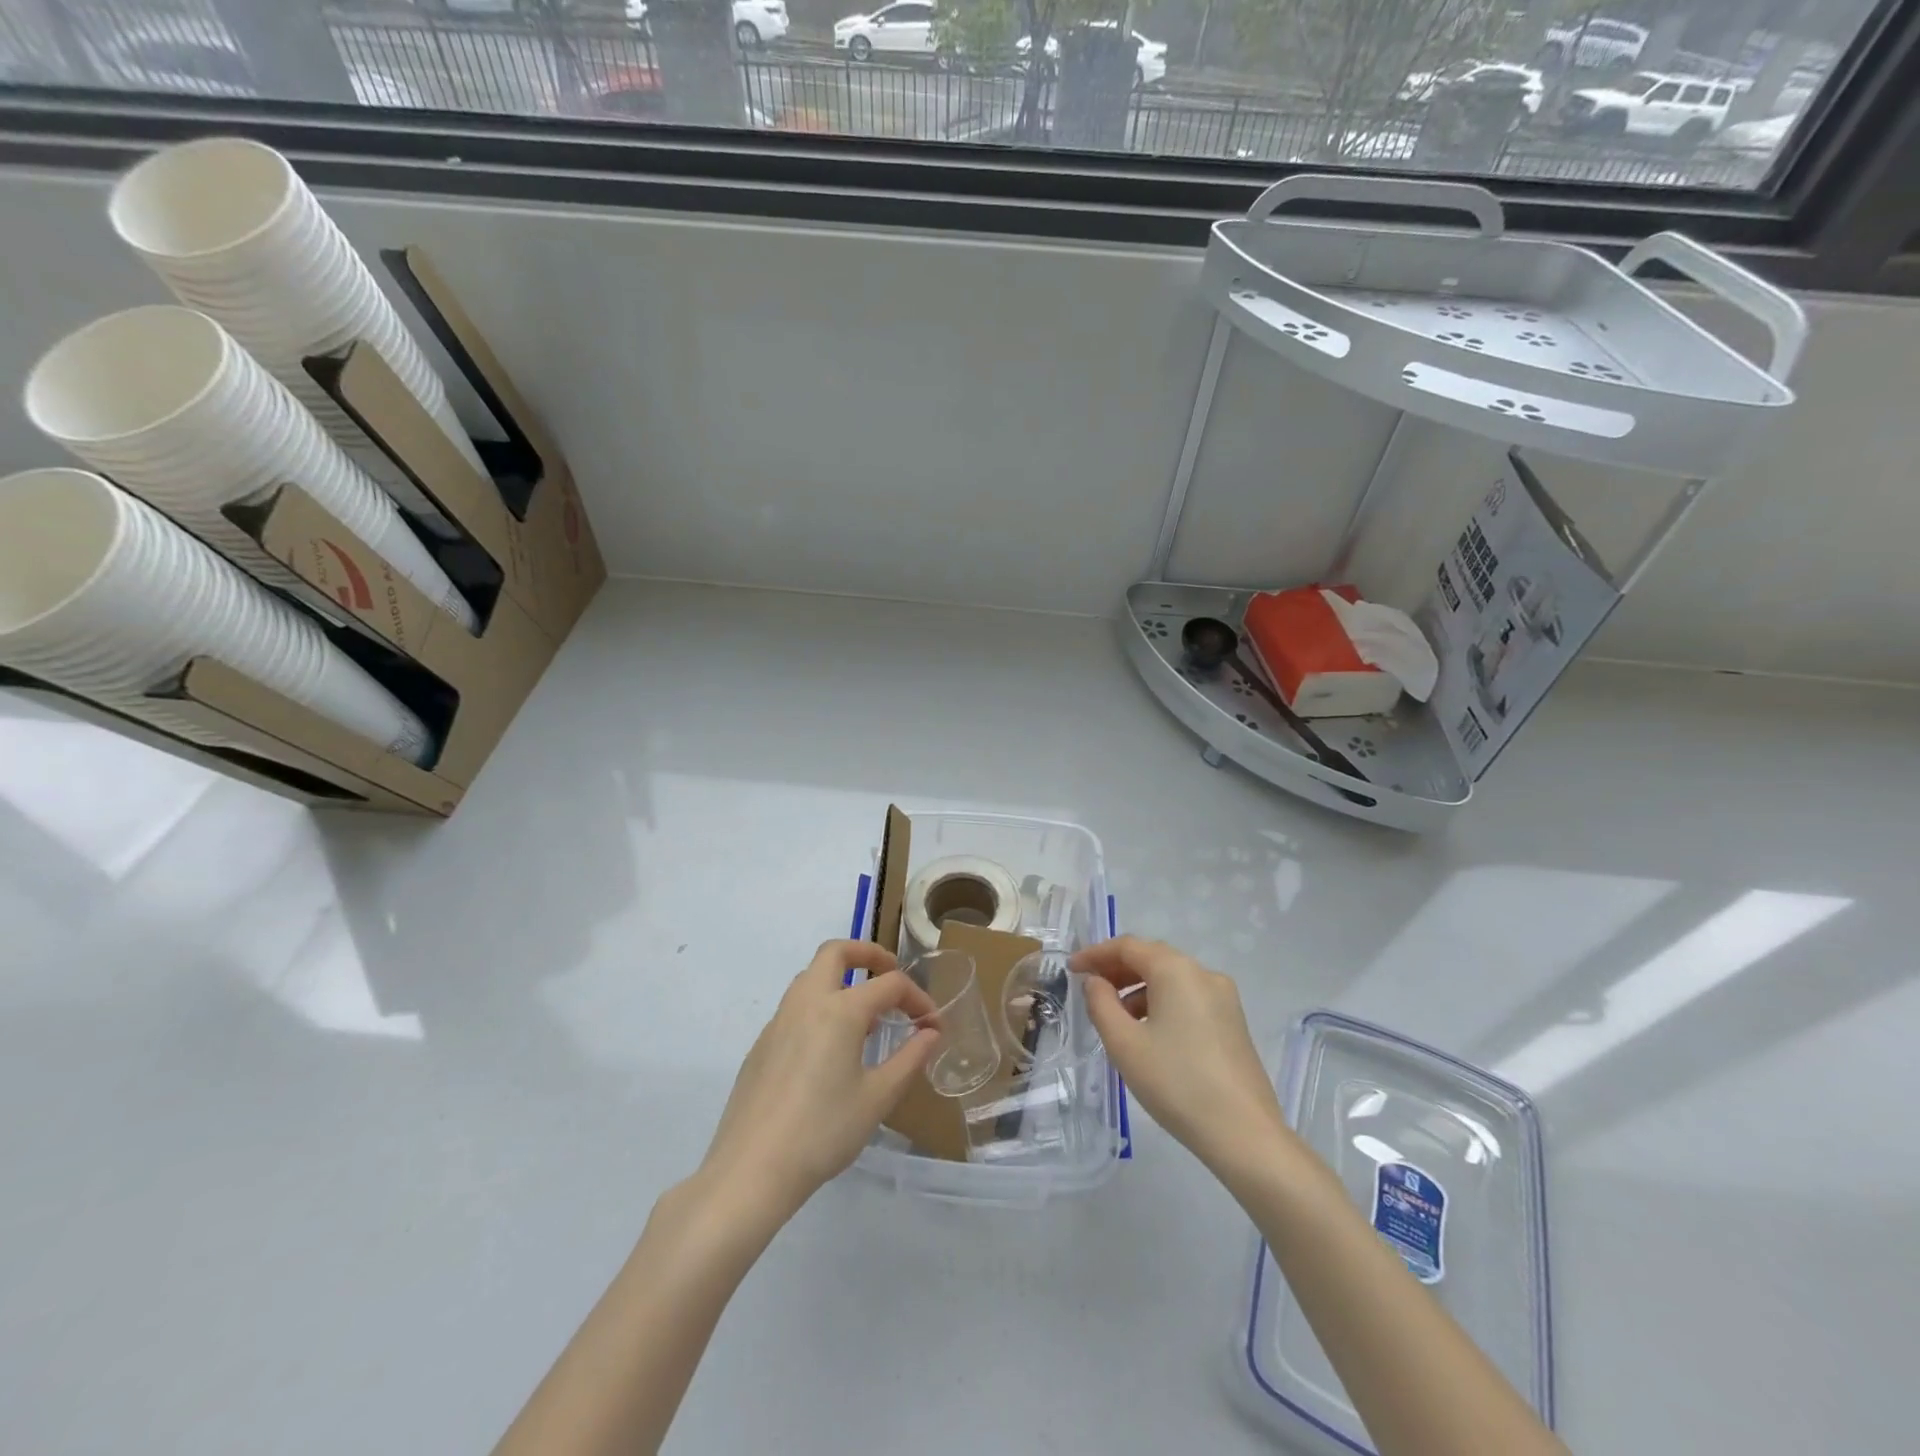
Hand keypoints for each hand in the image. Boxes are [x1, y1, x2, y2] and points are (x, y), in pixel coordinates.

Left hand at [698, 940, 940, 1221]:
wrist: (751, 1170)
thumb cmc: (823, 1132)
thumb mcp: (877, 1098)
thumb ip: (909, 1059)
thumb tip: (931, 1033)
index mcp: (840, 1009)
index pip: (890, 985)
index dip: (918, 999)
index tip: (933, 1025)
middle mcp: (807, 1001)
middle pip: (836, 952)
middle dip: (868, 954)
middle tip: (890, 975)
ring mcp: (778, 1020)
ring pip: (811, 976)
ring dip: (841, 978)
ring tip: (864, 1016)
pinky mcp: (761, 1044)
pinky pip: (795, 1006)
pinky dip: (820, 1006)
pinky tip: (829, 1049)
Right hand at [1072, 936, 1286, 1175]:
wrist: (1245, 1135)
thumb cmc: (1176, 1083)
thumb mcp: (1124, 1043)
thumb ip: (1100, 1004)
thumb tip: (1096, 982)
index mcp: (1176, 970)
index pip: (1128, 946)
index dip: (1095, 954)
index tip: (1071, 969)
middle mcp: (1203, 974)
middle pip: (1152, 958)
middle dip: (1117, 970)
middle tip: (1089, 988)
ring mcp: (1224, 999)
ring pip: (1171, 980)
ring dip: (1138, 989)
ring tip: (1114, 1018)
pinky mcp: (1233, 1023)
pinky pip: (1188, 999)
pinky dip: (1161, 1004)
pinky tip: (1148, 1034)